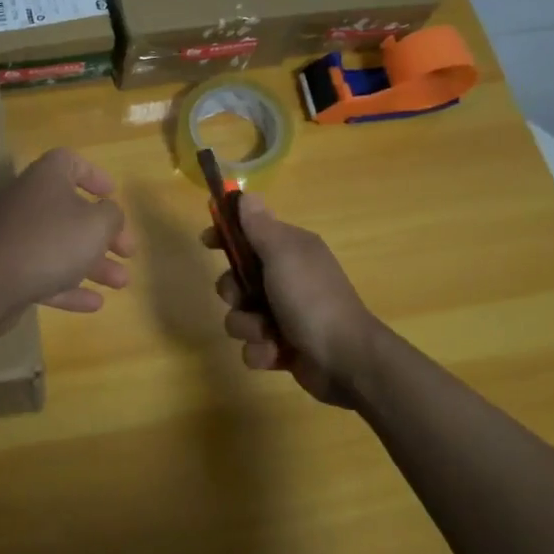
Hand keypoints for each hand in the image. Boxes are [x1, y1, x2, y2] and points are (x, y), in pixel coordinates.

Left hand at [0, 148, 133, 317]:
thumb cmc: (52, 241)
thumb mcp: (97, 224)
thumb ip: (112, 215)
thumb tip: (109, 213)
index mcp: (47, 178)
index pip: (70, 162)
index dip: (94, 175)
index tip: (112, 195)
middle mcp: (29, 201)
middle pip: (72, 210)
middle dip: (104, 233)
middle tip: (128, 251)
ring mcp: (17, 236)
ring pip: (61, 246)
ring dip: (93, 264)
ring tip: (121, 283)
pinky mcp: (9, 269)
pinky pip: (45, 272)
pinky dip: (69, 286)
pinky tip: (95, 304)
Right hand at [207, 196, 380, 408]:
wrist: (345, 359)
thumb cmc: (311, 298)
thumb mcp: (283, 254)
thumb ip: (260, 226)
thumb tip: (245, 194)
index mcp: (290, 251)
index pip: (250, 233)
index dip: (226, 235)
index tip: (207, 241)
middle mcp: (287, 278)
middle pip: (236, 278)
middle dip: (233, 292)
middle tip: (243, 298)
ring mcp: (285, 315)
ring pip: (240, 315)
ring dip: (247, 326)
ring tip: (267, 333)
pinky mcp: (283, 347)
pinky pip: (253, 346)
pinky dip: (262, 351)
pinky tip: (277, 353)